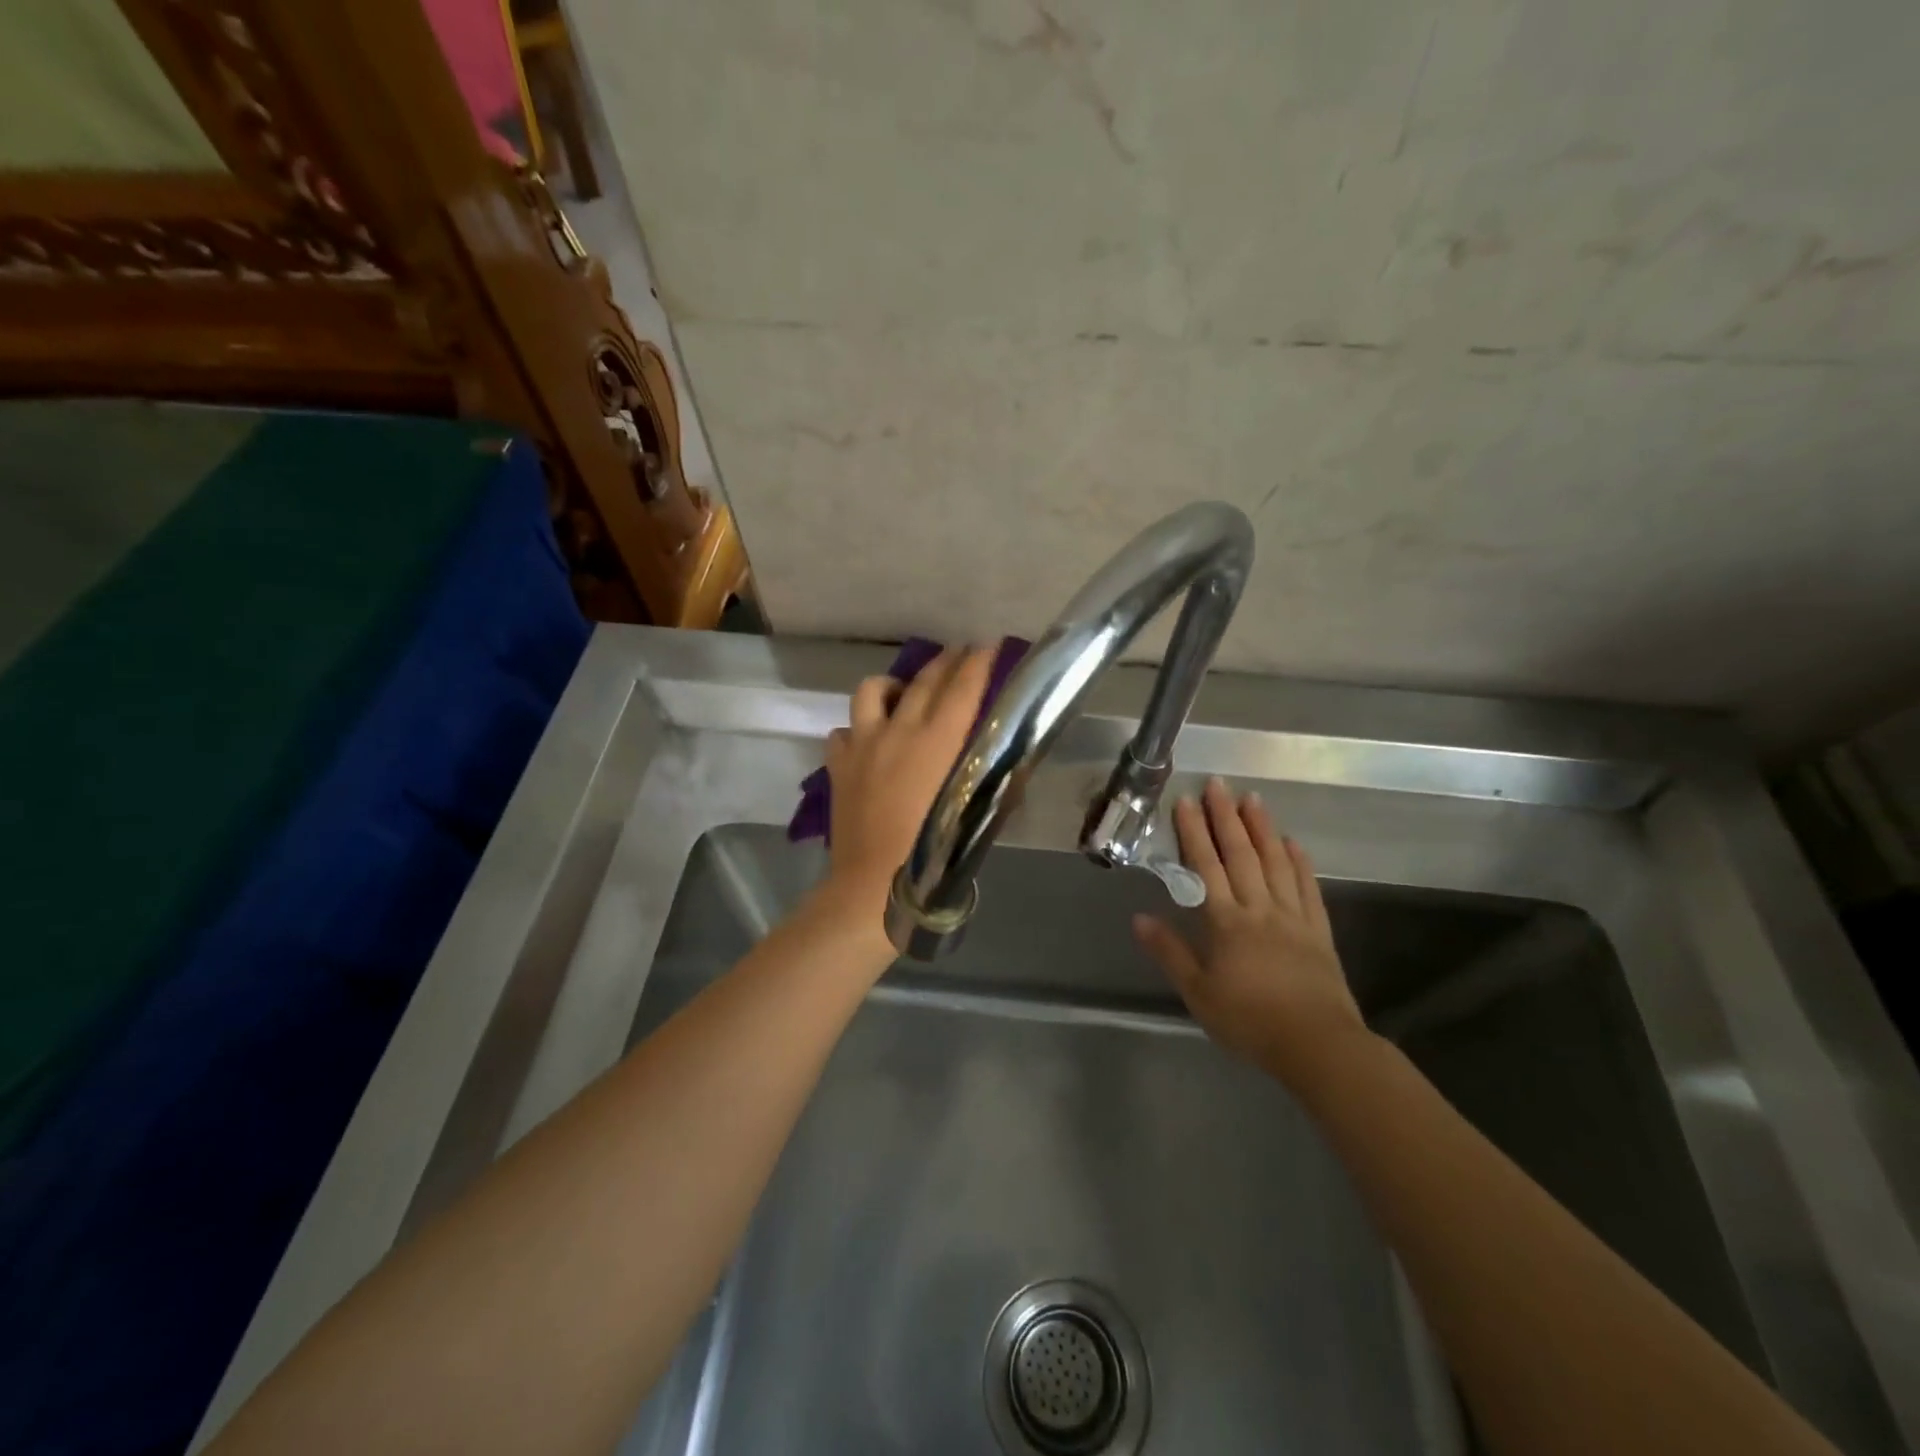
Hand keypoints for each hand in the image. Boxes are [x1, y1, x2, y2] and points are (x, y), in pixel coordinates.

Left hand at [823, 645, 995, 911]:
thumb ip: (994, 781)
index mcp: (938, 742)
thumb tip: (1009, 758)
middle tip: (961, 652)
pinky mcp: (838, 764)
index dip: (978, 662)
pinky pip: (843, 731)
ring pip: (872, 691)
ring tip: (903, 697)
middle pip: (923, 681)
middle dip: (946, 661)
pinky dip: (858, 730)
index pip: (962, 688)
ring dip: (892, 687)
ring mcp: (862, 744)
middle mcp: (899, 731)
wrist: (871, 886)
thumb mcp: (976, 817)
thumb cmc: (933, 857)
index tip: (989, 645)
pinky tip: (868, 743)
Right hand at [1132, 777, 1369, 1087]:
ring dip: (1262, 828)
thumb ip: (1170, 952)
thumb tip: (1139, 917)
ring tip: (1253, 799)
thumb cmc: (1249, 1020)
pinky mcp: (1318, 930)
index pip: (1206, 867)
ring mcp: (1293, 916)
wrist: (1317, 1045)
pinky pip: (1308, 888)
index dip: (1195, 832)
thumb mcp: (1198, 993)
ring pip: (1275, 863)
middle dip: (1227, 817)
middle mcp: (1259, 908)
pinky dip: (1299, 862)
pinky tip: (1293, 843)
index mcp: (1227, 922)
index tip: (1186, 801)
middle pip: (1241, 855)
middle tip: (1219, 784)